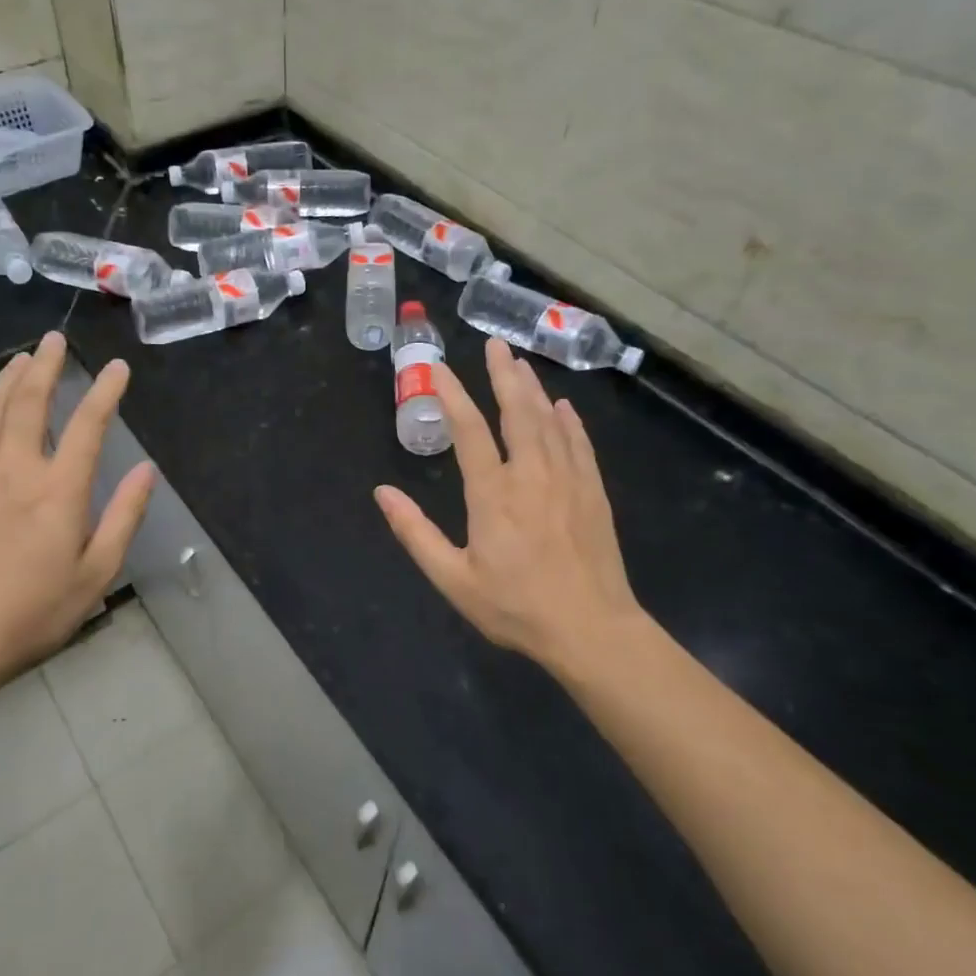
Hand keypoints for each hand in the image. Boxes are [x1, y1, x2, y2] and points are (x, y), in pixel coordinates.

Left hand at [0, 331, 154, 695]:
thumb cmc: (34, 612)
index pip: (89, 426)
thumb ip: (123, 517)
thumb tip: (147, 470)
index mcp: (59, 490)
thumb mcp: (96, 573)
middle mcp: (16, 470)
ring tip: (20, 359)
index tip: (117, 368)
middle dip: (46, 366)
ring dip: (6, 381)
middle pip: (31, 403)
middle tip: (54, 339)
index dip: (105, 392)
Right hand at [375, 339, 648, 675]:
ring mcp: (567, 481)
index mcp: (493, 493)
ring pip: (549, 422)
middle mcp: (531, 475)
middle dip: (503, 375)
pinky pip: (579, 445)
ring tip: (520, 363)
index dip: (452, 395)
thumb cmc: (516, 606)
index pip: (469, 430)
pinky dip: (570, 422)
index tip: (439, 369)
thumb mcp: (453, 578)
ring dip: (533, 389)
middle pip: (517, 412)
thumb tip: (382, 492)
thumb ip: (415, 533)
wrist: (592, 630)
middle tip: (495, 344)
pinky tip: (564, 407)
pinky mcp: (593, 494)